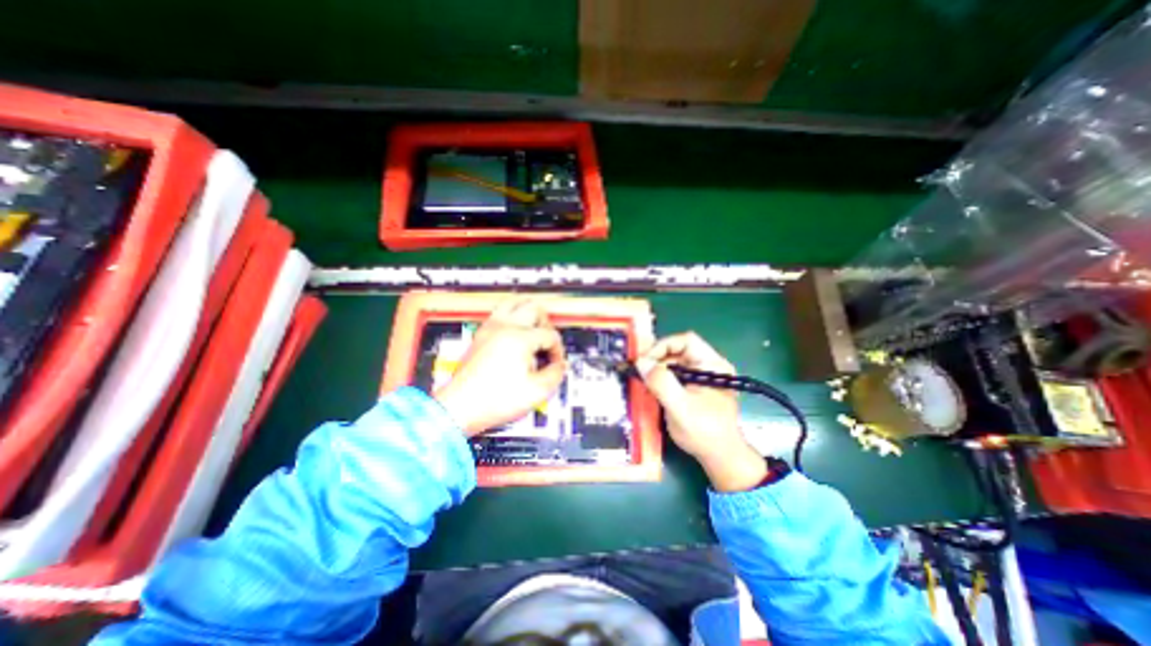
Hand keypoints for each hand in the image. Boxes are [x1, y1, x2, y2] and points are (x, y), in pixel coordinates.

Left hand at [434, 299, 568, 439]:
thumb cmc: (494, 400)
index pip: (550, 334)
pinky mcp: (481, 334)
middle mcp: (505, 327)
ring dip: (529, 311)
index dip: (558, 350)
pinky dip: (512, 313)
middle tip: (548, 341)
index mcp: (519, 339)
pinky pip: (500, 311)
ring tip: (534, 327)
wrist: (460, 408)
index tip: (555, 364)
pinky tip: (516, 328)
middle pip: (535, 309)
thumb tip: (559, 365)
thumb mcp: (536, 392)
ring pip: (514, 302)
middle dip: (547, 324)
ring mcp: (490, 328)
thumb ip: (555, 374)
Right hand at [639, 333, 762, 488]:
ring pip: (673, 361)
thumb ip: (662, 383)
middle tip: (638, 372)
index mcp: (713, 364)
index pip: (686, 341)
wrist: (719, 457)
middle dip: (656, 359)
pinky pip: (673, 373)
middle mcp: (708, 364)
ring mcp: (701, 374)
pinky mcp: (693, 385)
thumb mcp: (681, 408)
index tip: (644, 362)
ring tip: (642, 381)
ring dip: (656, 369)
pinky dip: (659, 378)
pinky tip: (650, 388)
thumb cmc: (705, 432)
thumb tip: (641, 362)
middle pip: (677, 350)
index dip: (663, 346)